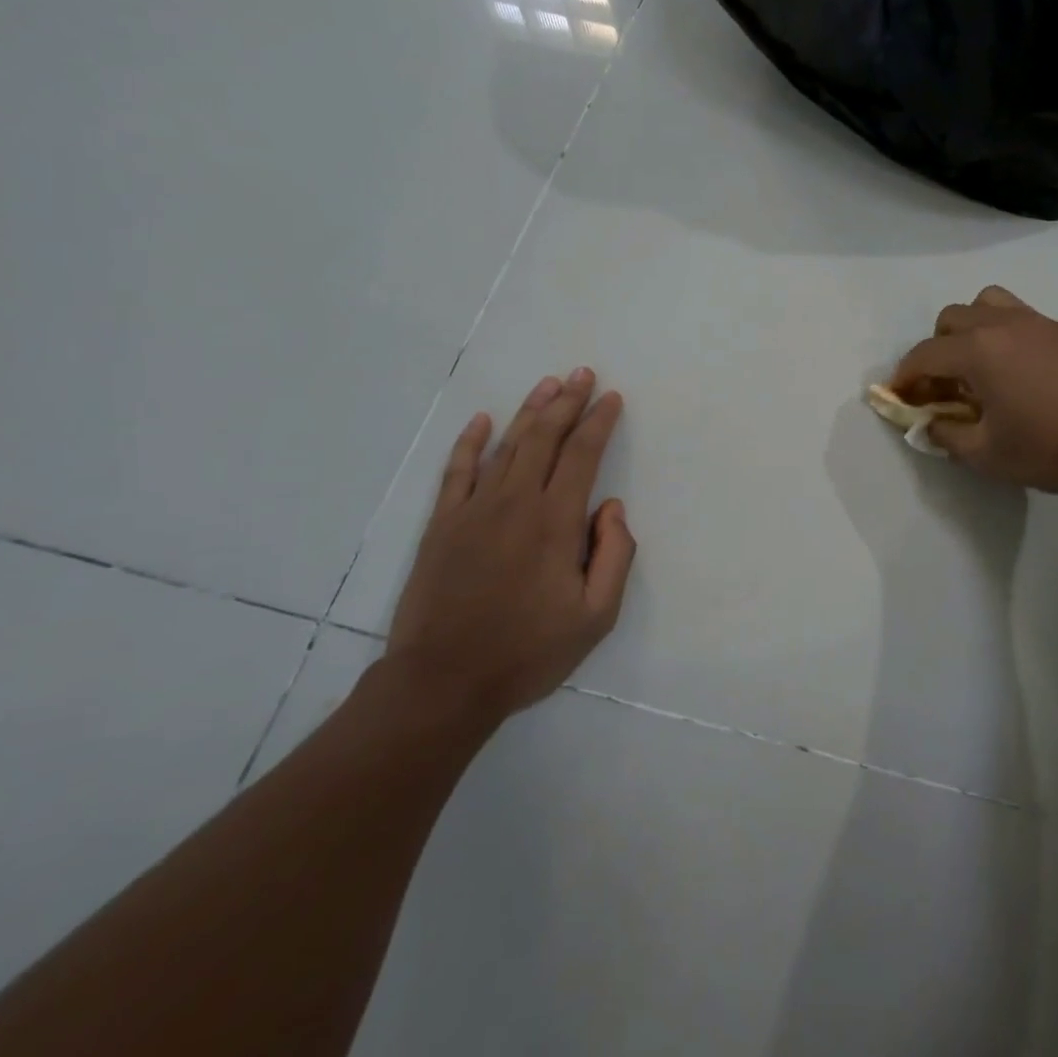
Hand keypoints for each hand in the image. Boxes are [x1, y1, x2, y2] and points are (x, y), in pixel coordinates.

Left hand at [385, 369, 635, 721]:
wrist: (443, 682)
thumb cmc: (528, 652)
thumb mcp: (596, 617)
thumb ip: (615, 555)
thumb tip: (611, 508)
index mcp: (555, 522)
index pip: (582, 455)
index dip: (599, 422)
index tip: (612, 398)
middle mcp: (515, 503)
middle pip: (544, 438)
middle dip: (567, 402)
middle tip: (583, 374)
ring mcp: (473, 510)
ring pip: (506, 445)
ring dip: (529, 411)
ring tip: (547, 384)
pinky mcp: (442, 525)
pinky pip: (458, 470)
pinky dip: (470, 442)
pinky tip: (482, 420)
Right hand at [892, 287, 1057, 501]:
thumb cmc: (1053, 449)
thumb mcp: (988, 455)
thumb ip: (947, 437)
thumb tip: (929, 426)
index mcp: (978, 351)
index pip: (925, 354)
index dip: (905, 376)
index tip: (899, 397)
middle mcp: (1003, 325)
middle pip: (951, 319)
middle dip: (936, 350)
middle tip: (943, 387)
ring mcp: (1038, 323)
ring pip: (987, 305)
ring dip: (970, 330)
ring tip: (978, 369)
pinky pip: (1019, 318)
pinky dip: (1002, 336)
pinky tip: (1018, 375)